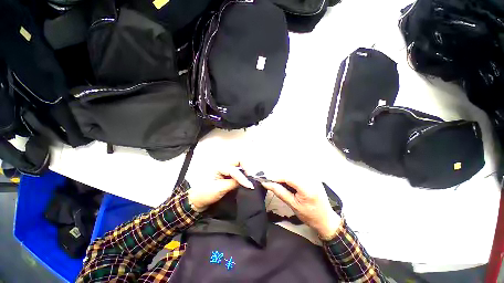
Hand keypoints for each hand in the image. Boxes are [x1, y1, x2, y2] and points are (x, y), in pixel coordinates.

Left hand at [187, 161, 253, 211]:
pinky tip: (246, 179)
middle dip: (247, 167)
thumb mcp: (220, 189)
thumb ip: (234, 183)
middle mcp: (223, 164)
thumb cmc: (206, 193)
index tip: (250, 186)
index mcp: (219, 166)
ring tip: (250, 178)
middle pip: (239, 160)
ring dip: (246, 169)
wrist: (197, 199)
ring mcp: (226, 168)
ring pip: (240, 164)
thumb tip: (246, 182)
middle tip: (252, 176)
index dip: (243, 178)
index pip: (235, 171)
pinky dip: (243, 173)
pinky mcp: (227, 173)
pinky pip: (238, 170)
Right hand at [261, 177, 341, 239]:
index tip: (266, 180)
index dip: (276, 177)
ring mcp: (313, 176)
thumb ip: (280, 192)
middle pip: (290, 172)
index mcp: (307, 188)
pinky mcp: (312, 176)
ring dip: (284, 176)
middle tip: (271, 183)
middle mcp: (311, 178)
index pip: (288, 177)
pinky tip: (288, 182)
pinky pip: (298, 172)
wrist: (326, 219)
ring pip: (293, 170)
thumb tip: (267, 184)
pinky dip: (290, 176)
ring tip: (279, 183)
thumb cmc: (310, 215)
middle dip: (279, 176)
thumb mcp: (293, 205)